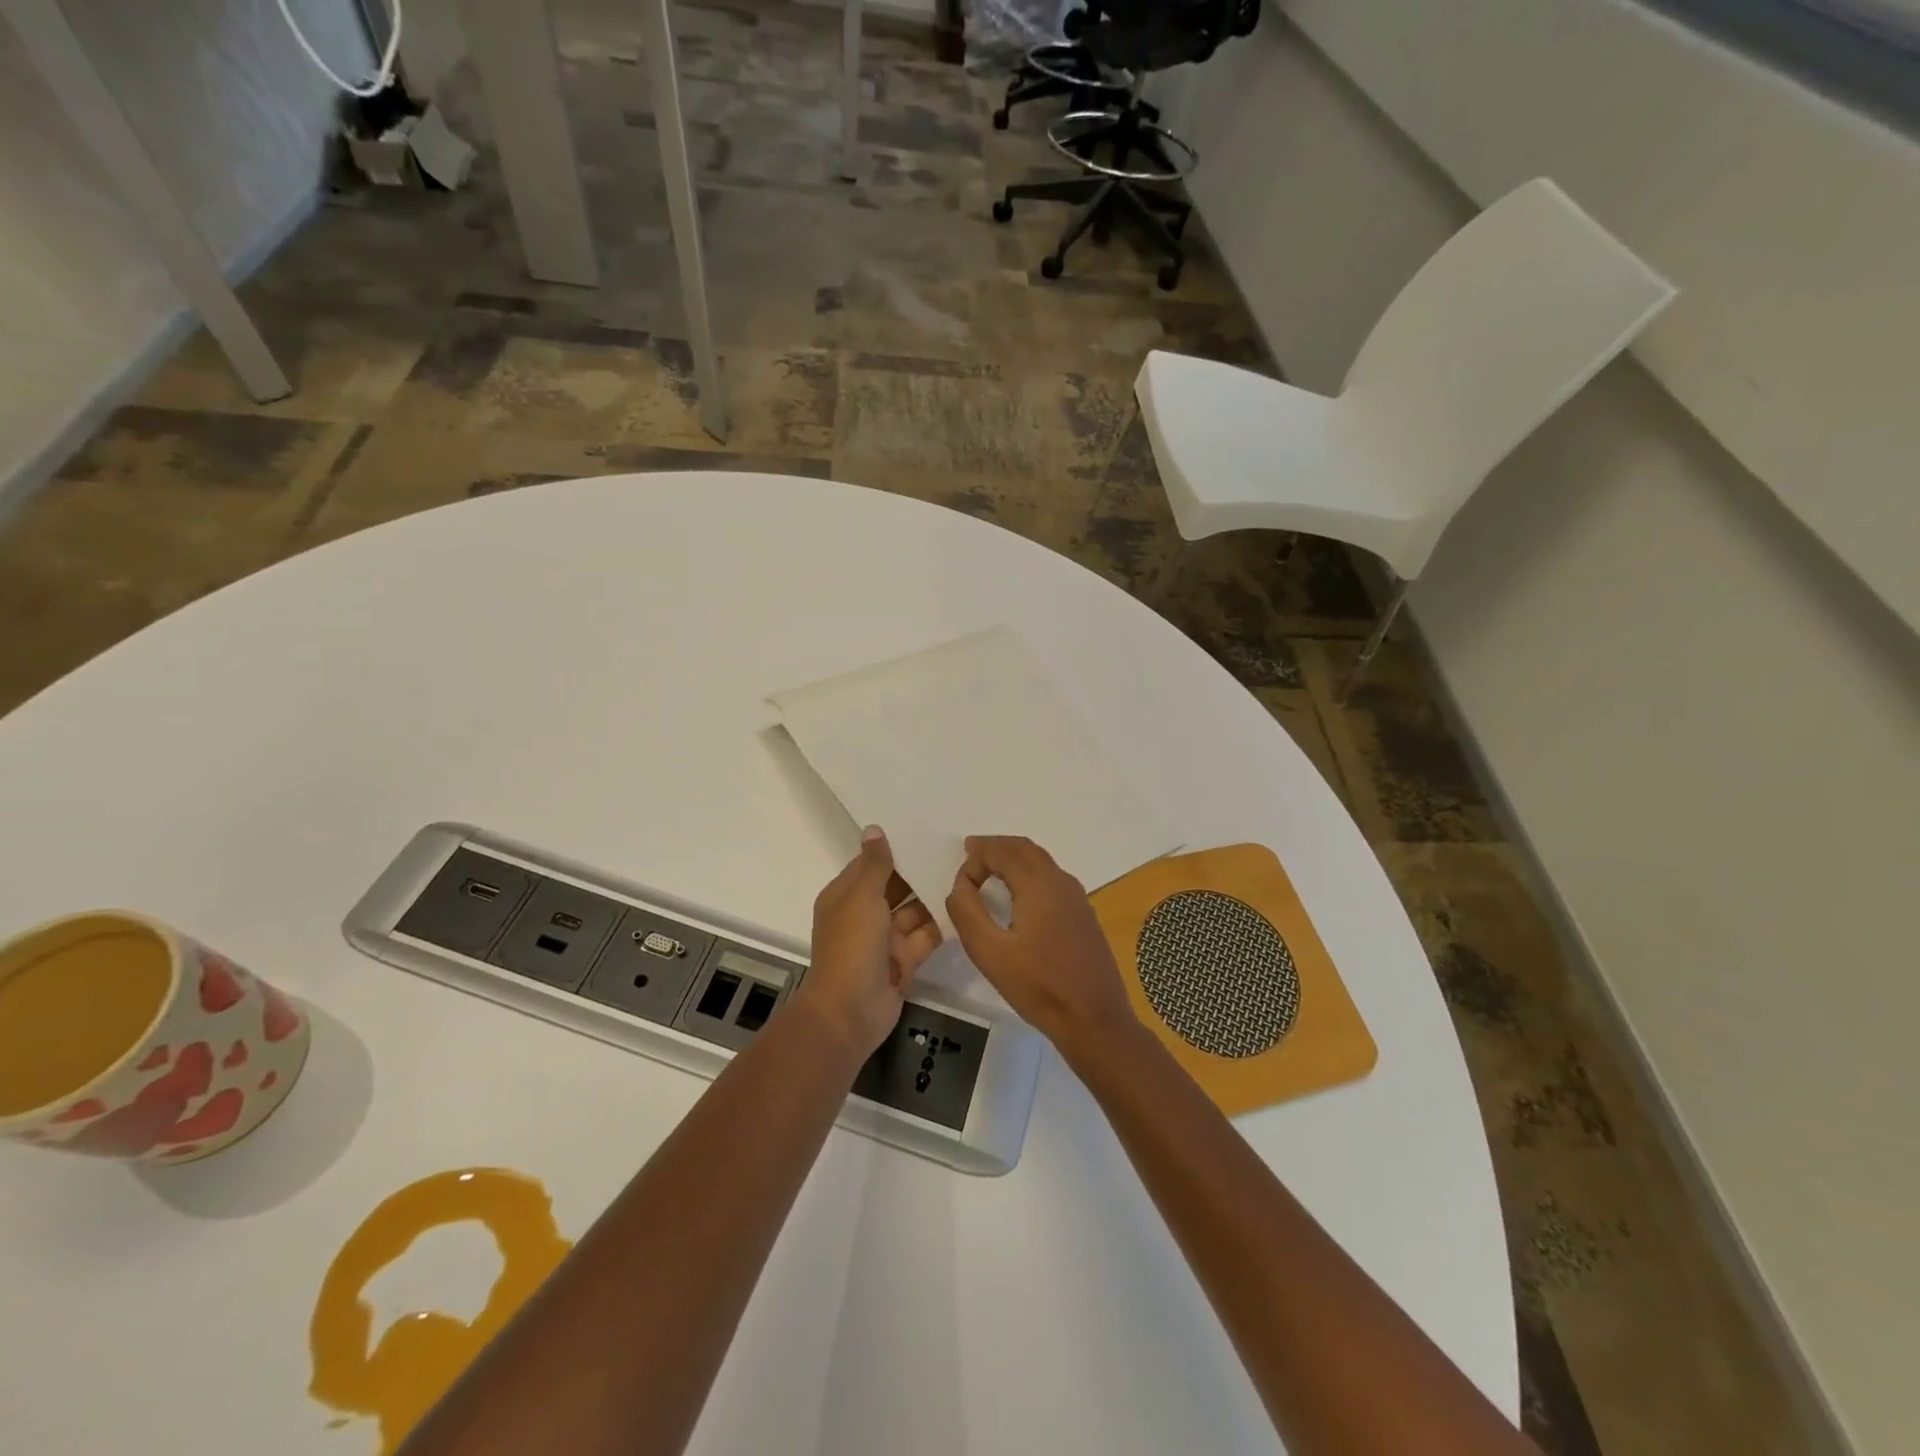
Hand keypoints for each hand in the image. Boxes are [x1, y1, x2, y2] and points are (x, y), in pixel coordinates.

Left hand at [797, 826, 941, 1056]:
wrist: (849, 1012)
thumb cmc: (851, 946)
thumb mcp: (862, 897)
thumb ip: (874, 864)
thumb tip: (874, 829)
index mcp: (845, 897)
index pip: (870, 866)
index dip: (894, 851)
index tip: (923, 832)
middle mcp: (864, 915)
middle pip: (895, 887)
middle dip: (919, 872)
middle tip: (954, 851)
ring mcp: (884, 940)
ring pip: (913, 912)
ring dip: (933, 897)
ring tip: (966, 874)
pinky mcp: (903, 961)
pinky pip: (924, 936)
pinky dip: (940, 925)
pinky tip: (964, 906)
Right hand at [945, 835, 1135, 1050]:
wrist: (1095, 1020)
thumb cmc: (1038, 987)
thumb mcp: (989, 952)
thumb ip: (967, 912)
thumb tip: (960, 885)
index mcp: (1039, 884)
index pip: (1003, 851)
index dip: (977, 856)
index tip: (960, 880)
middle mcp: (1061, 881)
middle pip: (1025, 849)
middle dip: (996, 847)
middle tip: (971, 852)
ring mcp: (1077, 898)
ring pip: (1042, 862)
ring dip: (1014, 858)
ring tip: (991, 868)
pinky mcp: (1084, 915)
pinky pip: (1052, 878)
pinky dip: (1030, 873)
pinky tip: (1020, 895)